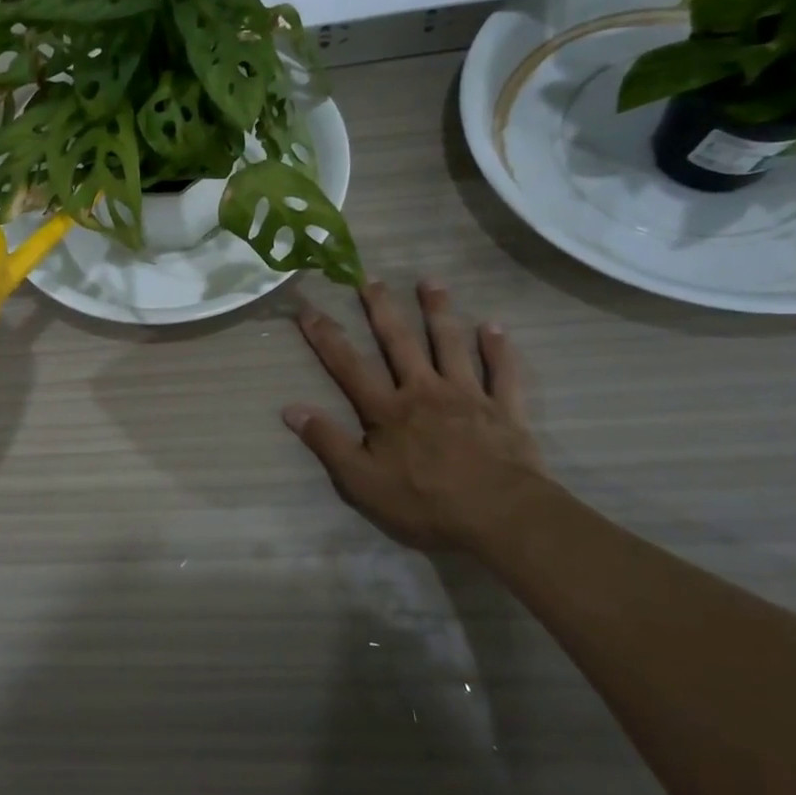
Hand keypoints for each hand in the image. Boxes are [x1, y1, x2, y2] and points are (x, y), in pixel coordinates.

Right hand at [284, 280, 548, 556]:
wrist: (500, 515)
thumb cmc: (425, 501)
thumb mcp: (362, 481)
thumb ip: (328, 442)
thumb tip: (290, 409)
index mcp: (388, 410)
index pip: (349, 366)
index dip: (326, 337)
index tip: (308, 308)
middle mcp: (424, 391)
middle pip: (400, 342)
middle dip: (382, 309)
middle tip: (370, 279)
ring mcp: (467, 396)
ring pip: (451, 345)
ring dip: (439, 312)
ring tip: (430, 283)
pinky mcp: (504, 410)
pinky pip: (502, 372)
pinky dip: (498, 349)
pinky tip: (494, 326)